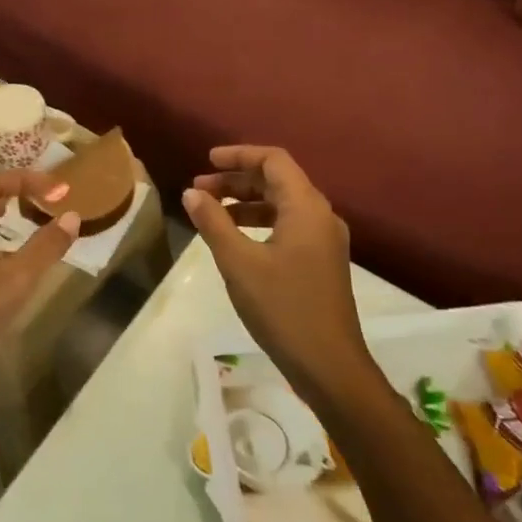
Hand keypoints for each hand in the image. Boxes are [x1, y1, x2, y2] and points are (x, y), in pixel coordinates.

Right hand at [183, 146, 371, 394]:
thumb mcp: (239, 263)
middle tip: (199, 190)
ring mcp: (324, 240)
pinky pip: (288, 226)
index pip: (274, 160)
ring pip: (282, 205)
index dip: (238, 155)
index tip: (206, 162)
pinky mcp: (322, 261)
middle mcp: (321, 215)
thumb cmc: (283, 308)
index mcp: (306, 207)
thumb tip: (191, 193)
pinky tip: (235, 238)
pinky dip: (259, 223)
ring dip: (246, 202)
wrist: (329, 365)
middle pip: (277, 180)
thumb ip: (214, 223)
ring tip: (210, 212)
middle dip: (236, 180)